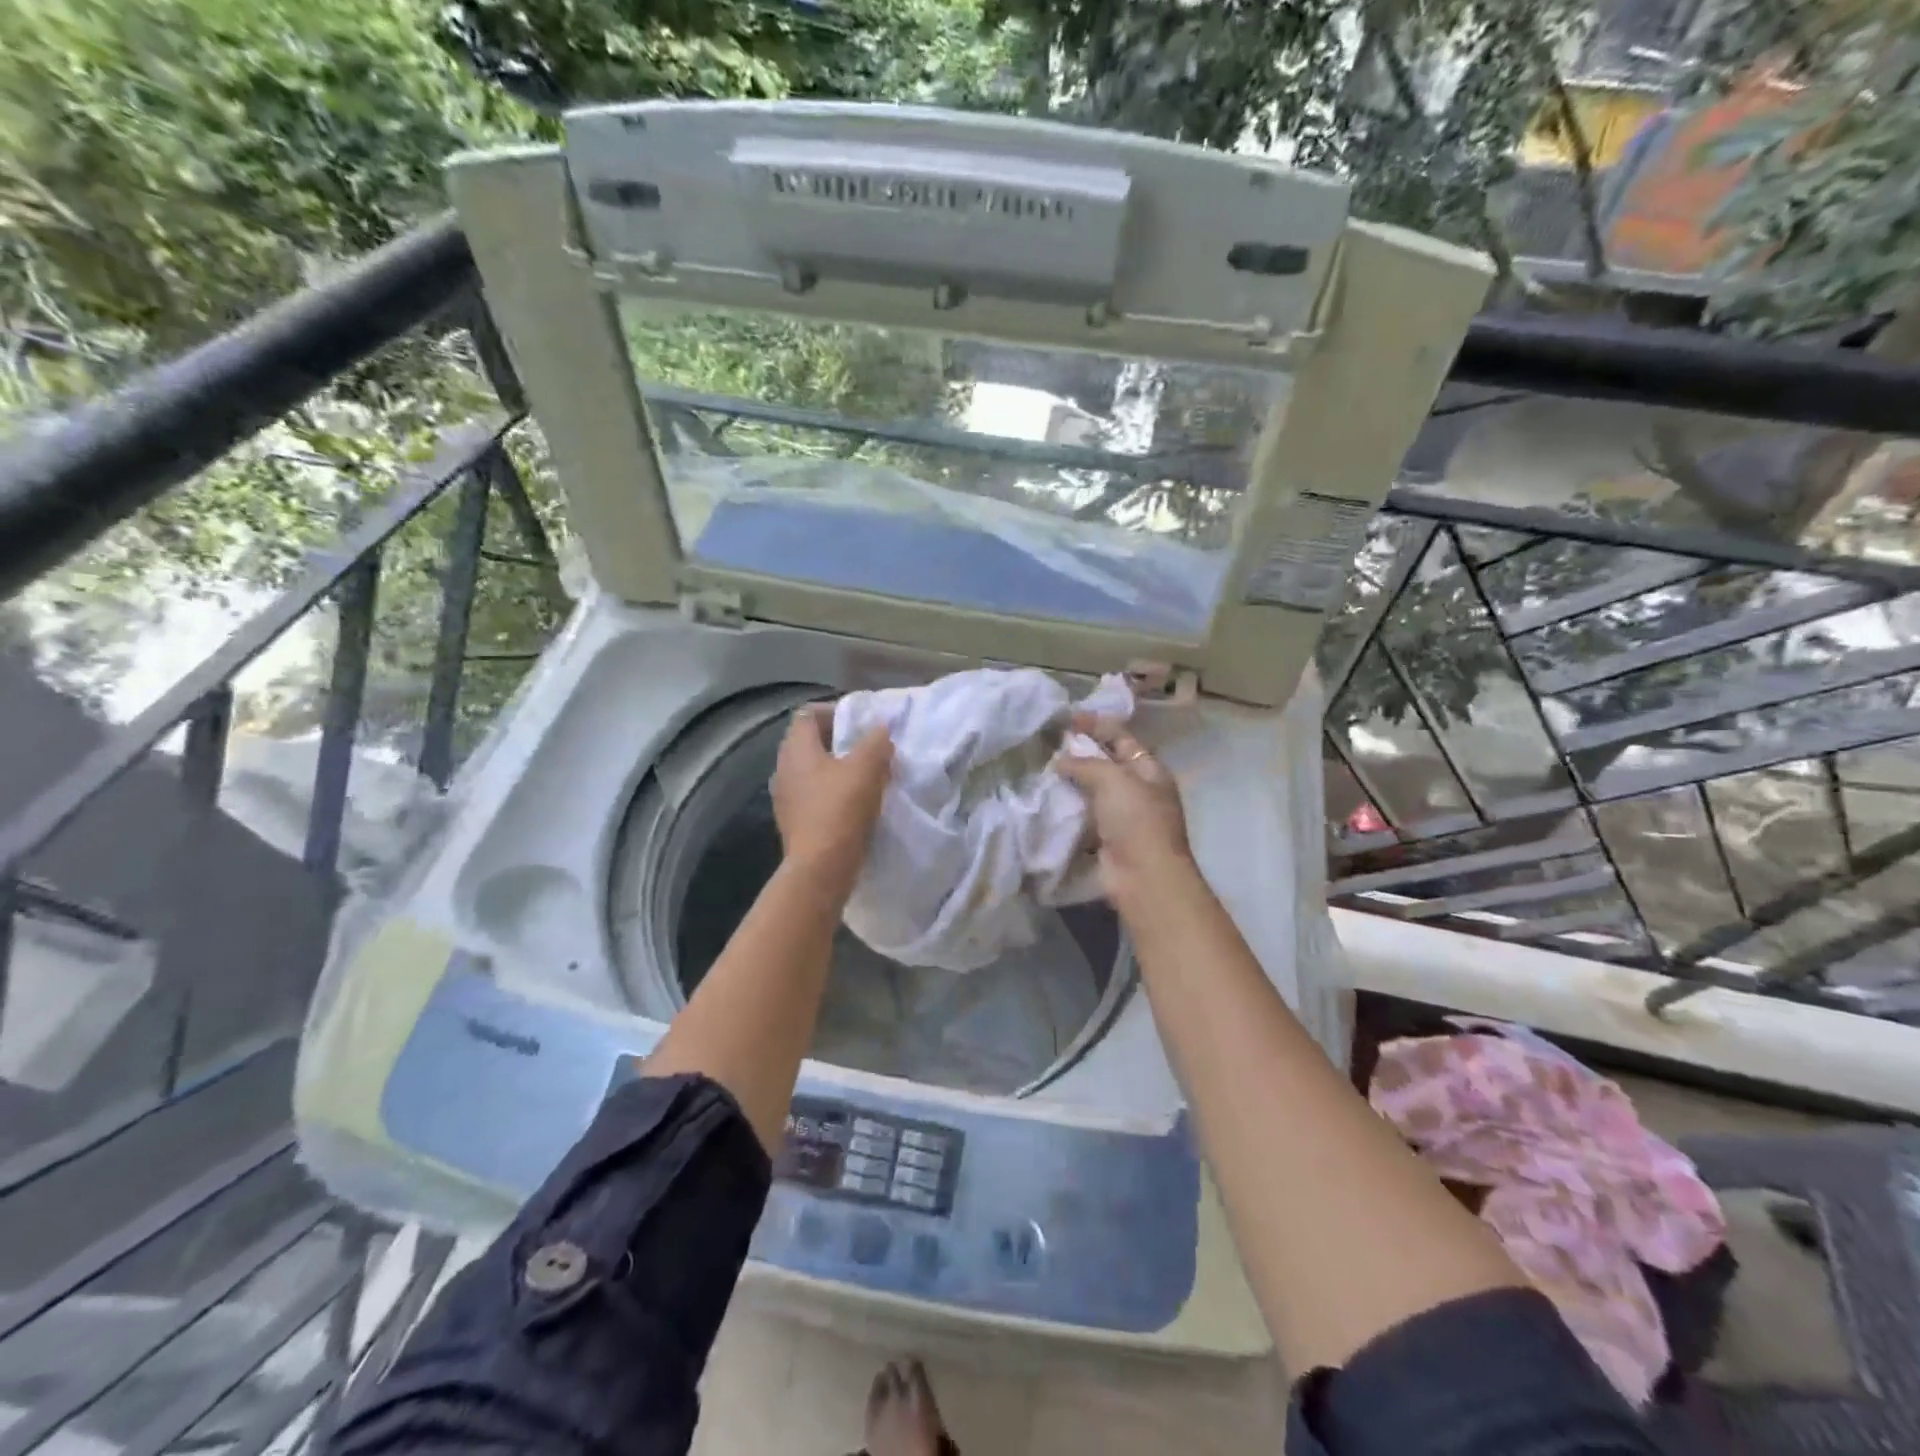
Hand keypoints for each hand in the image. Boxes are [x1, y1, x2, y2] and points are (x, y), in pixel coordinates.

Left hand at [771, 703, 892, 894]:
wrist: (820, 869)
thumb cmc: (841, 809)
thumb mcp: (867, 768)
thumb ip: (876, 741)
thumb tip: (881, 729)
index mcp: (796, 749)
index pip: (808, 714)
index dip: (834, 711)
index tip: (861, 722)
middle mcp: (783, 769)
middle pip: (810, 742)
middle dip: (839, 741)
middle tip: (868, 747)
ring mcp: (785, 798)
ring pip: (812, 771)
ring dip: (837, 769)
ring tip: (865, 776)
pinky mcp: (794, 822)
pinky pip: (813, 796)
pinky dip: (832, 793)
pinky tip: (854, 804)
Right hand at [1057, 712, 1192, 903]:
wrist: (1143, 877)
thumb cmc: (1136, 820)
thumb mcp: (1113, 779)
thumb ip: (1086, 764)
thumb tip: (1061, 761)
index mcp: (1150, 770)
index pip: (1122, 738)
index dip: (1097, 725)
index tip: (1068, 718)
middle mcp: (1139, 790)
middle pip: (1108, 763)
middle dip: (1081, 753)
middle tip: (1050, 743)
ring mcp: (1124, 817)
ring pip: (1094, 791)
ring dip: (1072, 781)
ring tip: (1043, 769)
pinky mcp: (1107, 839)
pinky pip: (1085, 816)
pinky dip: (1069, 808)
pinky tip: (1048, 800)